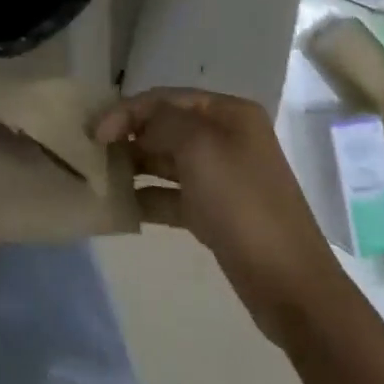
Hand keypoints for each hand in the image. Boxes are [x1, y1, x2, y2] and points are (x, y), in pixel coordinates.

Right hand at [94, 87, 340, 347]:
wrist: (290, 285)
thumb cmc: (243, 205)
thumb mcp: (200, 149)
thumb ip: (162, 123)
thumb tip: (137, 124)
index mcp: (229, 113)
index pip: (166, 98)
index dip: (128, 110)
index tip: (95, 133)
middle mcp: (226, 137)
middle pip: (166, 126)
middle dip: (130, 136)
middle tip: (92, 153)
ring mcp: (222, 176)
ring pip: (167, 160)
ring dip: (135, 165)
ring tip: (101, 177)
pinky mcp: (215, 212)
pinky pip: (173, 195)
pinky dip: (148, 197)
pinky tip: (122, 207)